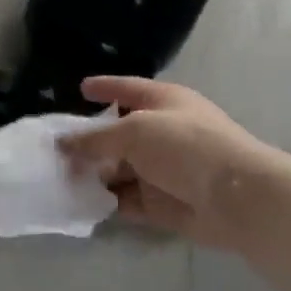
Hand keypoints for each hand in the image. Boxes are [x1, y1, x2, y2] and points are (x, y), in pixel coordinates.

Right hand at [59, 77, 290, 253]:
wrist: (237, 198)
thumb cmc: (187, 147)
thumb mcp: (135, 131)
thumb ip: (96, 138)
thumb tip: (64, 142)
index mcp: (163, 102)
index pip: (127, 89)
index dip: (105, 87)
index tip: (81, 88)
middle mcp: (161, 132)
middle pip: (118, 134)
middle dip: (89, 141)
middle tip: (53, 148)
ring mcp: (161, 169)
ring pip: (118, 169)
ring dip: (93, 174)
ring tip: (57, 178)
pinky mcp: (160, 203)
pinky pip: (125, 199)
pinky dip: (106, 200)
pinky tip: (79, 202)